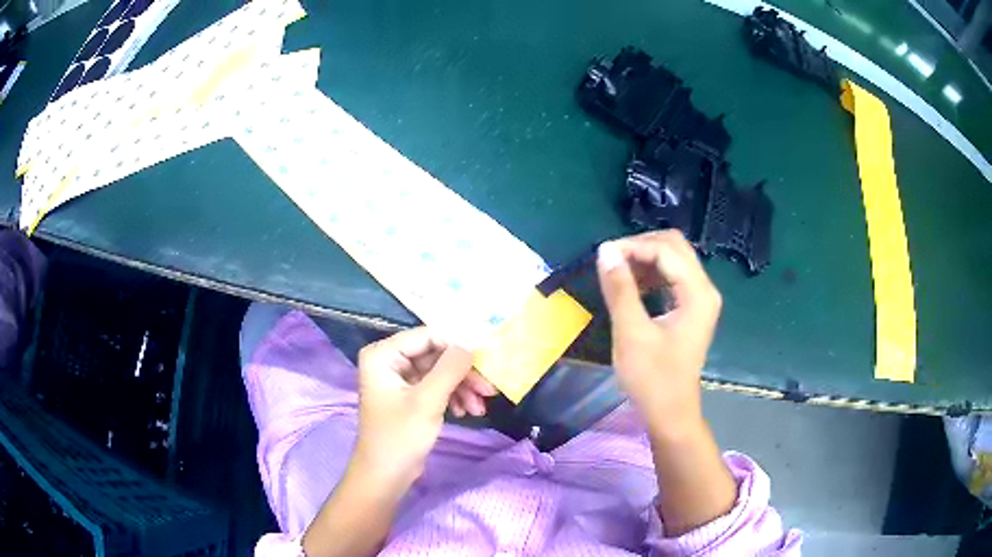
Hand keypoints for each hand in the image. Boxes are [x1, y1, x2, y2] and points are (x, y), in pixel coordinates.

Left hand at [352, 328, 483, 487]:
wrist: (386, 475)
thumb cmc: (400, 437)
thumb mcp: (428, 401)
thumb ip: (450, 368)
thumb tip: (471, 342)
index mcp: (383, 355)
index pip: (427, 336)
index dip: (458, 346)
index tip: (486, 361)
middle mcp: (389, 361)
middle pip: (435, 355)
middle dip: (463, 373)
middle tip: (489, 389)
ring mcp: (399, 379)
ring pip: (439, 372)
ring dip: (462, 388)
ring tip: (480, 408)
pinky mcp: (408, 396)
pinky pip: (435, 386)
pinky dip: (453, 397)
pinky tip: (466, 412)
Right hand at [596, 231, 721, 434]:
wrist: (670, 413)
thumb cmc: (652, 379)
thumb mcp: (632, 333)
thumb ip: (620, 289)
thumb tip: (605, 251)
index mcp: (697, 293)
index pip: (666, 251)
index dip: (633, 247)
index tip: (601, 256)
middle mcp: (705, 289)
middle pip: (675, 247)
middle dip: (640, 247)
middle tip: (610, 260)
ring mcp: (700, 298)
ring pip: (674, 259)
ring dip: (645, 259)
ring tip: (617, 272)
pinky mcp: (692, 308)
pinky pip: (673, 276)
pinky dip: (652, 274)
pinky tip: (632, 286)